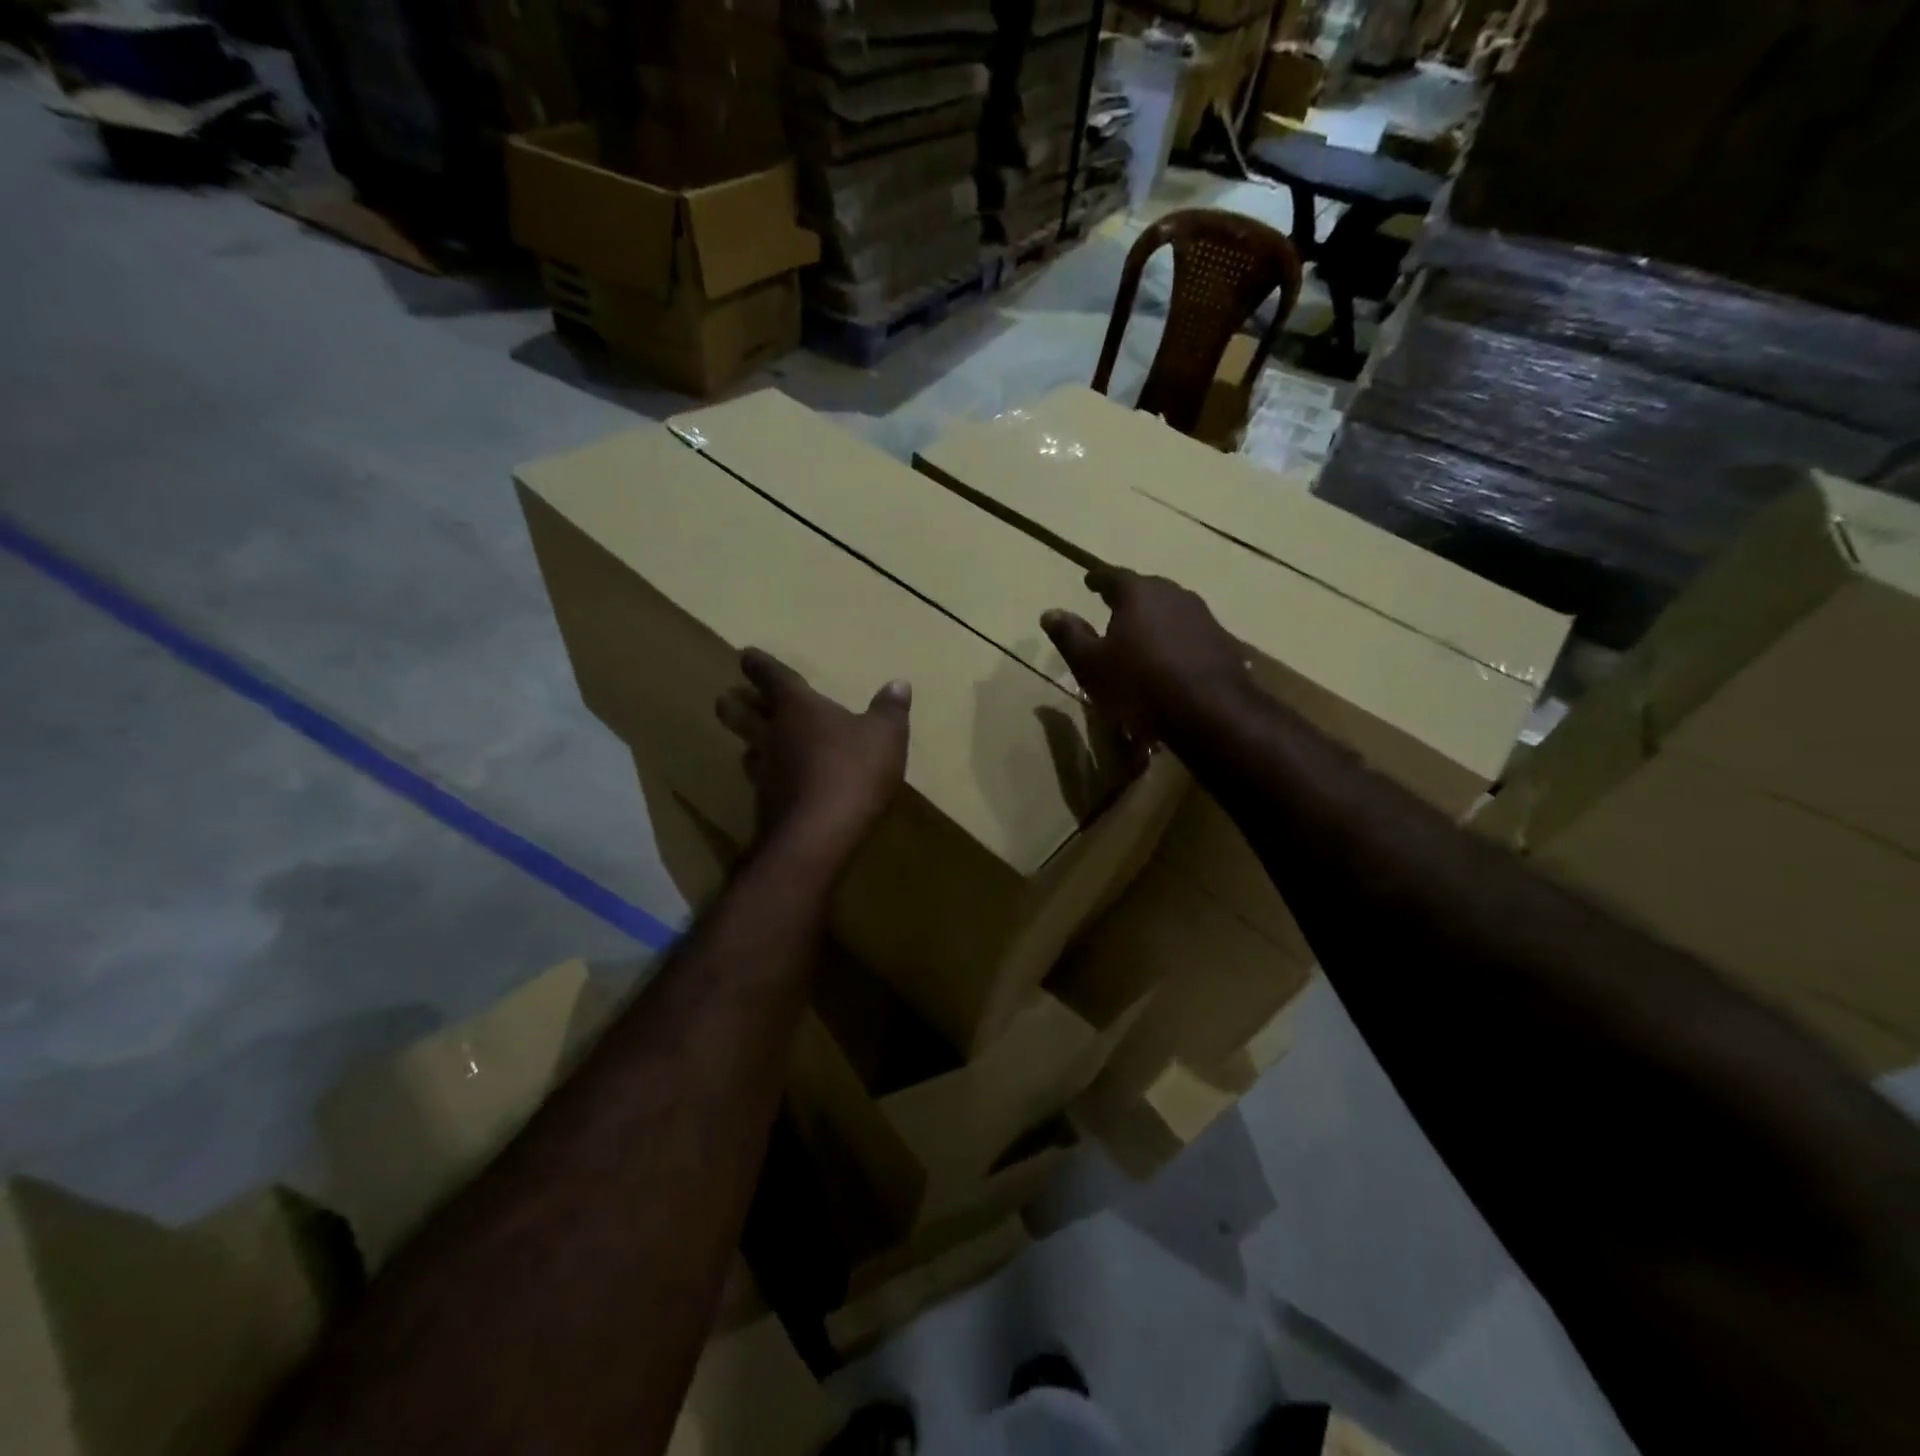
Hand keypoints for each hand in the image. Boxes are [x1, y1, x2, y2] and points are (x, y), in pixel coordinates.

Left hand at [715, 649, 910, 863]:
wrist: (818, 836)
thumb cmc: (852, 773)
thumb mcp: (885, 737)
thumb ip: (889, 709)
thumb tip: (898, 683)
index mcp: (797, 709)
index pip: (773, 679)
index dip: (759, 666)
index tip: (747, 656)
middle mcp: (772, 736)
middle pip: (739, 714)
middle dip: (733, 704)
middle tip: (728, 698)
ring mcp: (764, 773)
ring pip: (747, 750)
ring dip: (748, 744)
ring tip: (753, 745)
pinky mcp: (765, 807)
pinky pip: (761, 784)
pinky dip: (767, 780)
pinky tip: (776, 786)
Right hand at [1041, 566, 1252, 744]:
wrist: (1210, 712)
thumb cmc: (1139, 685)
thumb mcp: (1091, 665)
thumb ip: (1070, 636)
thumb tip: (1050, 613)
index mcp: (1138, 594)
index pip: (1112, 576)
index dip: (1098, 579)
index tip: (1089, 581)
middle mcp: (1174, 595)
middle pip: (1147, 589)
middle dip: (1130, 597)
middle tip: (1115, 605)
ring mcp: (1204, 617)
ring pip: (1172, 610)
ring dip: (1156, 619)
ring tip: (1144, 634)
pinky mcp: (1224, 643)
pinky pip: (1192, 635)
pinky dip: (1178, 641)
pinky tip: (1174, 659)